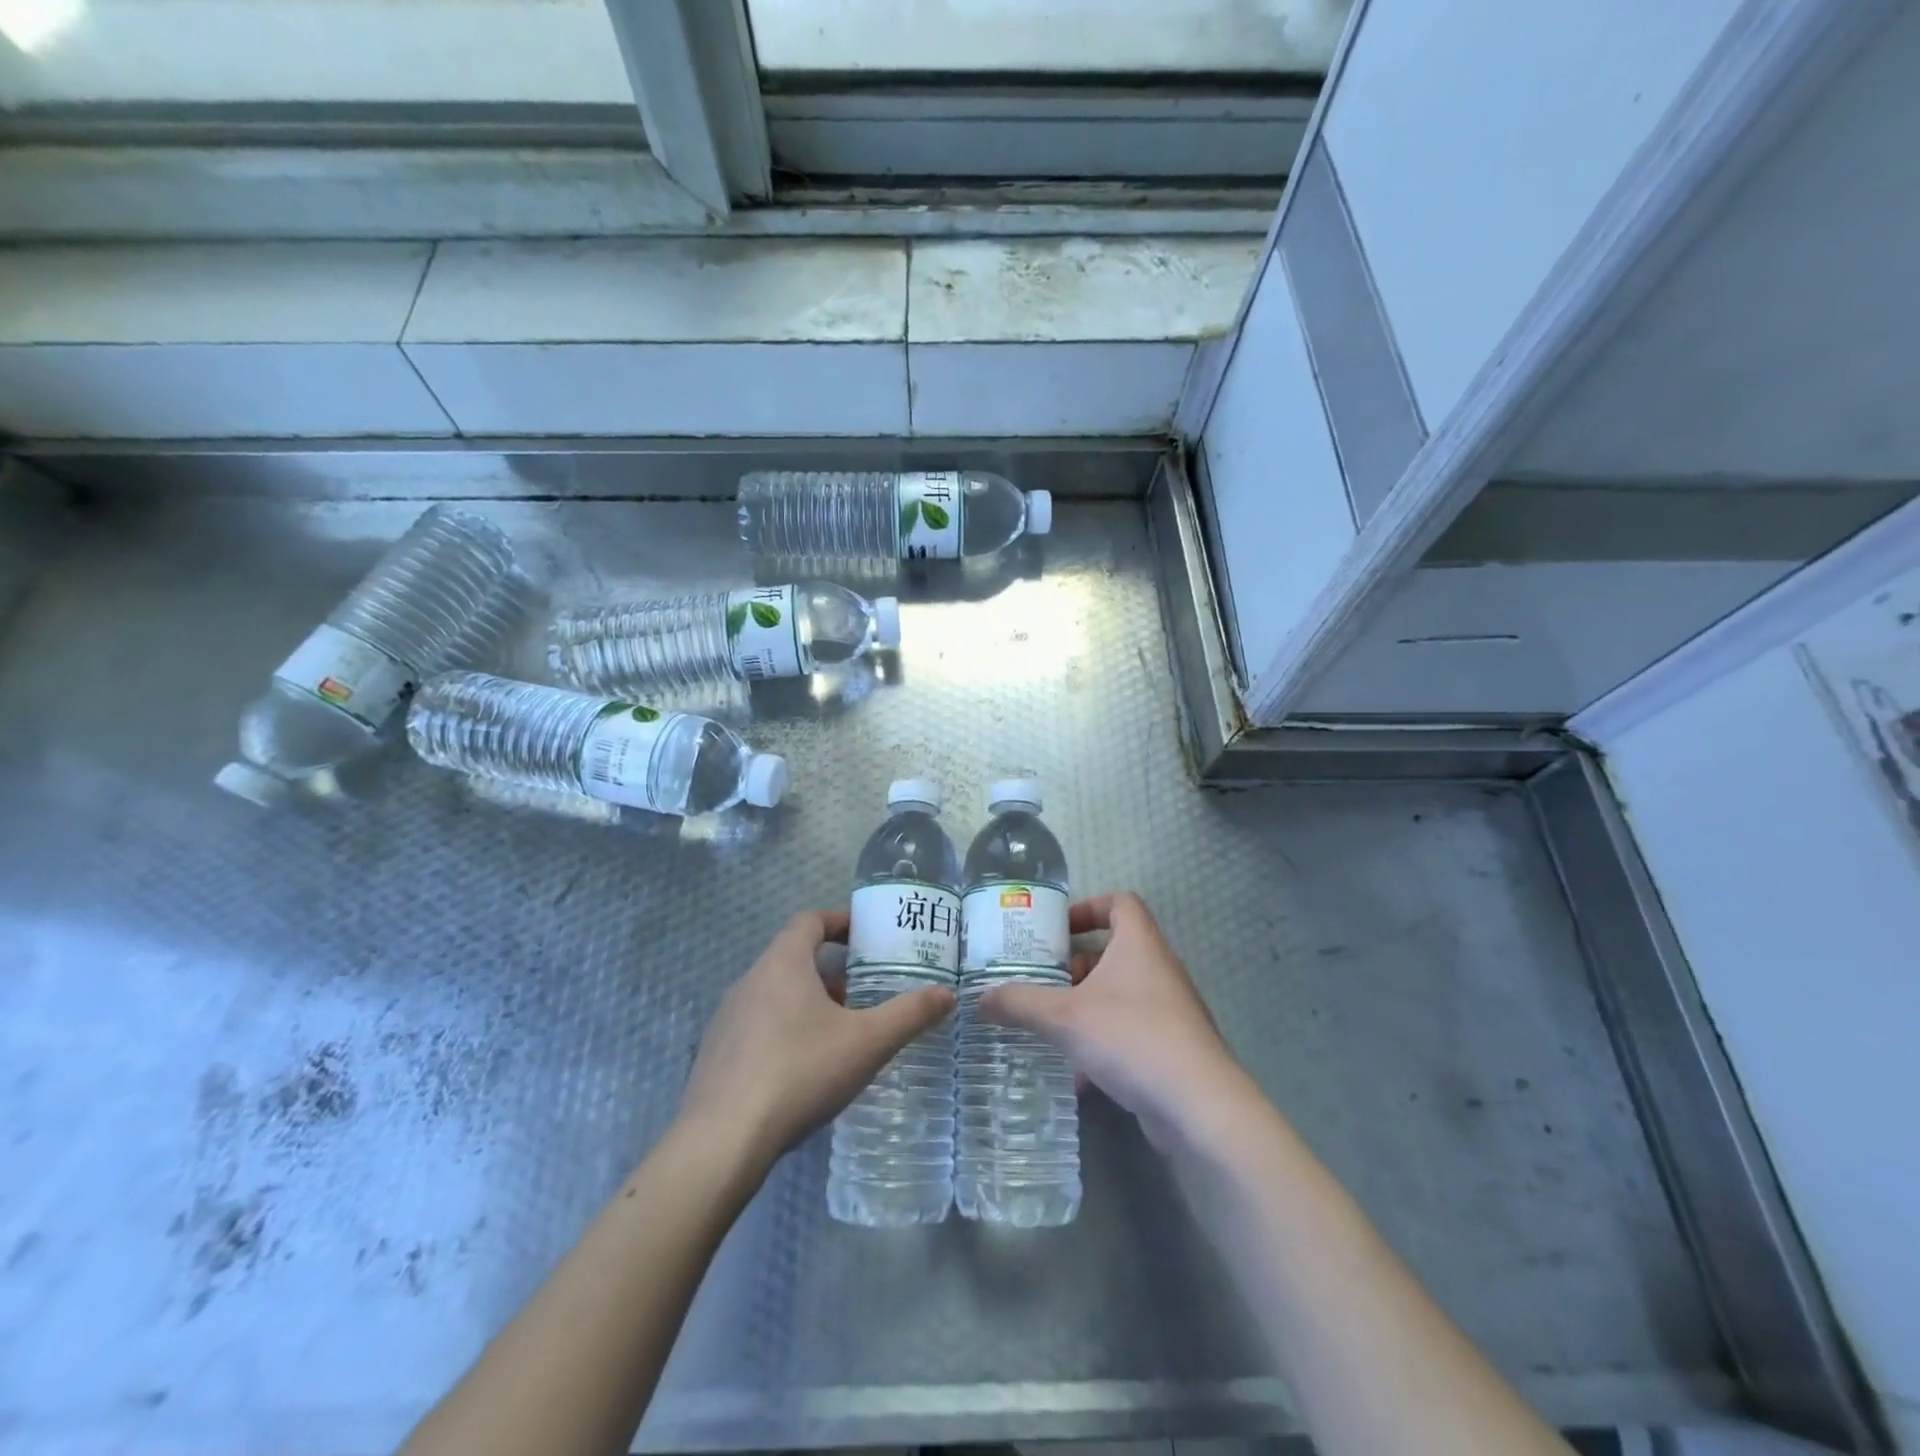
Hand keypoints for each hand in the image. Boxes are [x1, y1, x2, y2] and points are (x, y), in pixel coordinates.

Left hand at [678, 910, 954, 1173]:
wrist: (722, 1142)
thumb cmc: (800, 1073)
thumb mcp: (867, 1043)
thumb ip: (909, 1015)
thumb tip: (947, 994)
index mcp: (782, 964)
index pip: (809, 921)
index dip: (839, 921)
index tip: (865, 937)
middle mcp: (749, 981)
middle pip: (793, 958)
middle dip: (830, 971)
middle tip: (862, 994)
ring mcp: (727, 1019)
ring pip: (774, 994)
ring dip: (807, 1003)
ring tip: (838, 1034)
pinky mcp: (715, 1054)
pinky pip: (756, 1026)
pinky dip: (783, 1031)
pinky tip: (803, 1070)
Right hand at [979, 892, 1252, 1147]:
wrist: (1198, 1106)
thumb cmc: (1131, 1038)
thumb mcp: (1064, 1017)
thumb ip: (1019, 1004)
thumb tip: (980, 999)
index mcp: (1139, 944)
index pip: (1120, 902)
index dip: (1087, 907)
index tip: (1057, 930)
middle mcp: (1160, 969)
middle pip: (1114, 951)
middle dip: (1075, 966)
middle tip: (1042, 982)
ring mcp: (1171, 1010)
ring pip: (1121, 995)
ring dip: (1086, 1006)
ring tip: (1052, 1027)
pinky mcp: (1174, 1047)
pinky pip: (1131, 1031)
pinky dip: (1104, 1042)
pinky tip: (1079, 1075)